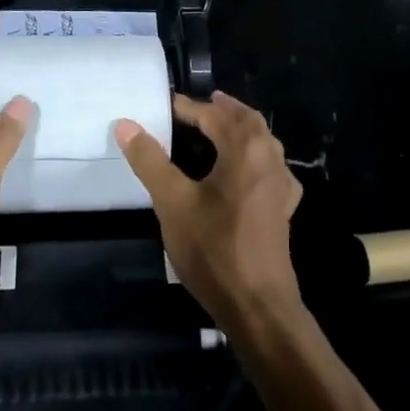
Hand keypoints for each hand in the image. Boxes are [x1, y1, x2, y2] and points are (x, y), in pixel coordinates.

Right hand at [115, 91, 302, 332]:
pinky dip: (256, 155)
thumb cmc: (213, 249)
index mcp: (244, 149)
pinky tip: (247, 169)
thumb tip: (125, 124)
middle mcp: (269, 158)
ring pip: (263, 141)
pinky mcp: (283, 208)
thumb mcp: (172, 202)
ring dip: (241, 128)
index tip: (166, 104)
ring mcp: (281, 184)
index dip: (188, 107)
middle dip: (222, 109)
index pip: (214, 115)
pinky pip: (271, 166)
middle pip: (247, 120)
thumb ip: (150, 160)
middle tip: (198, 105)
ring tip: (218, 127)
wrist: (258, 306)